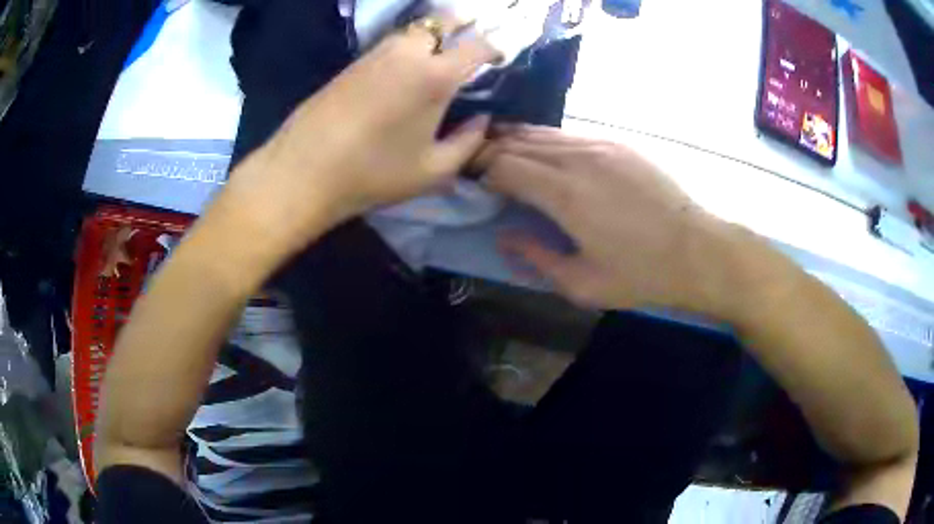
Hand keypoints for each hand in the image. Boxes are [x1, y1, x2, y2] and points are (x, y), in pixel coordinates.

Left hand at [219, 15, 500, 257]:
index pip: (476, 46)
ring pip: (414, 30)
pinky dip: (407, 47)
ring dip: (432, 35)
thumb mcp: (433, 170)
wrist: (305, 170)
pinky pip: (390, 44)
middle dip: (462, 25)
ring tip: (439, 54)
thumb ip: (468, 143)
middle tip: (469, 41)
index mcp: (435, 76)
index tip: (499, 58)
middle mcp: (408, 53)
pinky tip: (404, 68)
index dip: (494, 48)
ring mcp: (376, 53)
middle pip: (442, 21)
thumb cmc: (374, 173)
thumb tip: (482, 121)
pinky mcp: (353, 62)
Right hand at [478, 125, 740, 314]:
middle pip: (517, 142)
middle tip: (472, 165)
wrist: (697, 251)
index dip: (478, 170)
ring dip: (513, 142)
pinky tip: (539, 152)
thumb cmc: (641, 275)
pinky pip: (567, 135)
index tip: (466, 181)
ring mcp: (600, 146)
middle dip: (488, 151)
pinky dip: (543, 141)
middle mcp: (577, 159)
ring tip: (496, 152)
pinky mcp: (617, 144)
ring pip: (541, 133)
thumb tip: (504, 236)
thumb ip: (535, 257)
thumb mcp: (582, 284)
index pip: (503, 165)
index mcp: (564, 194)